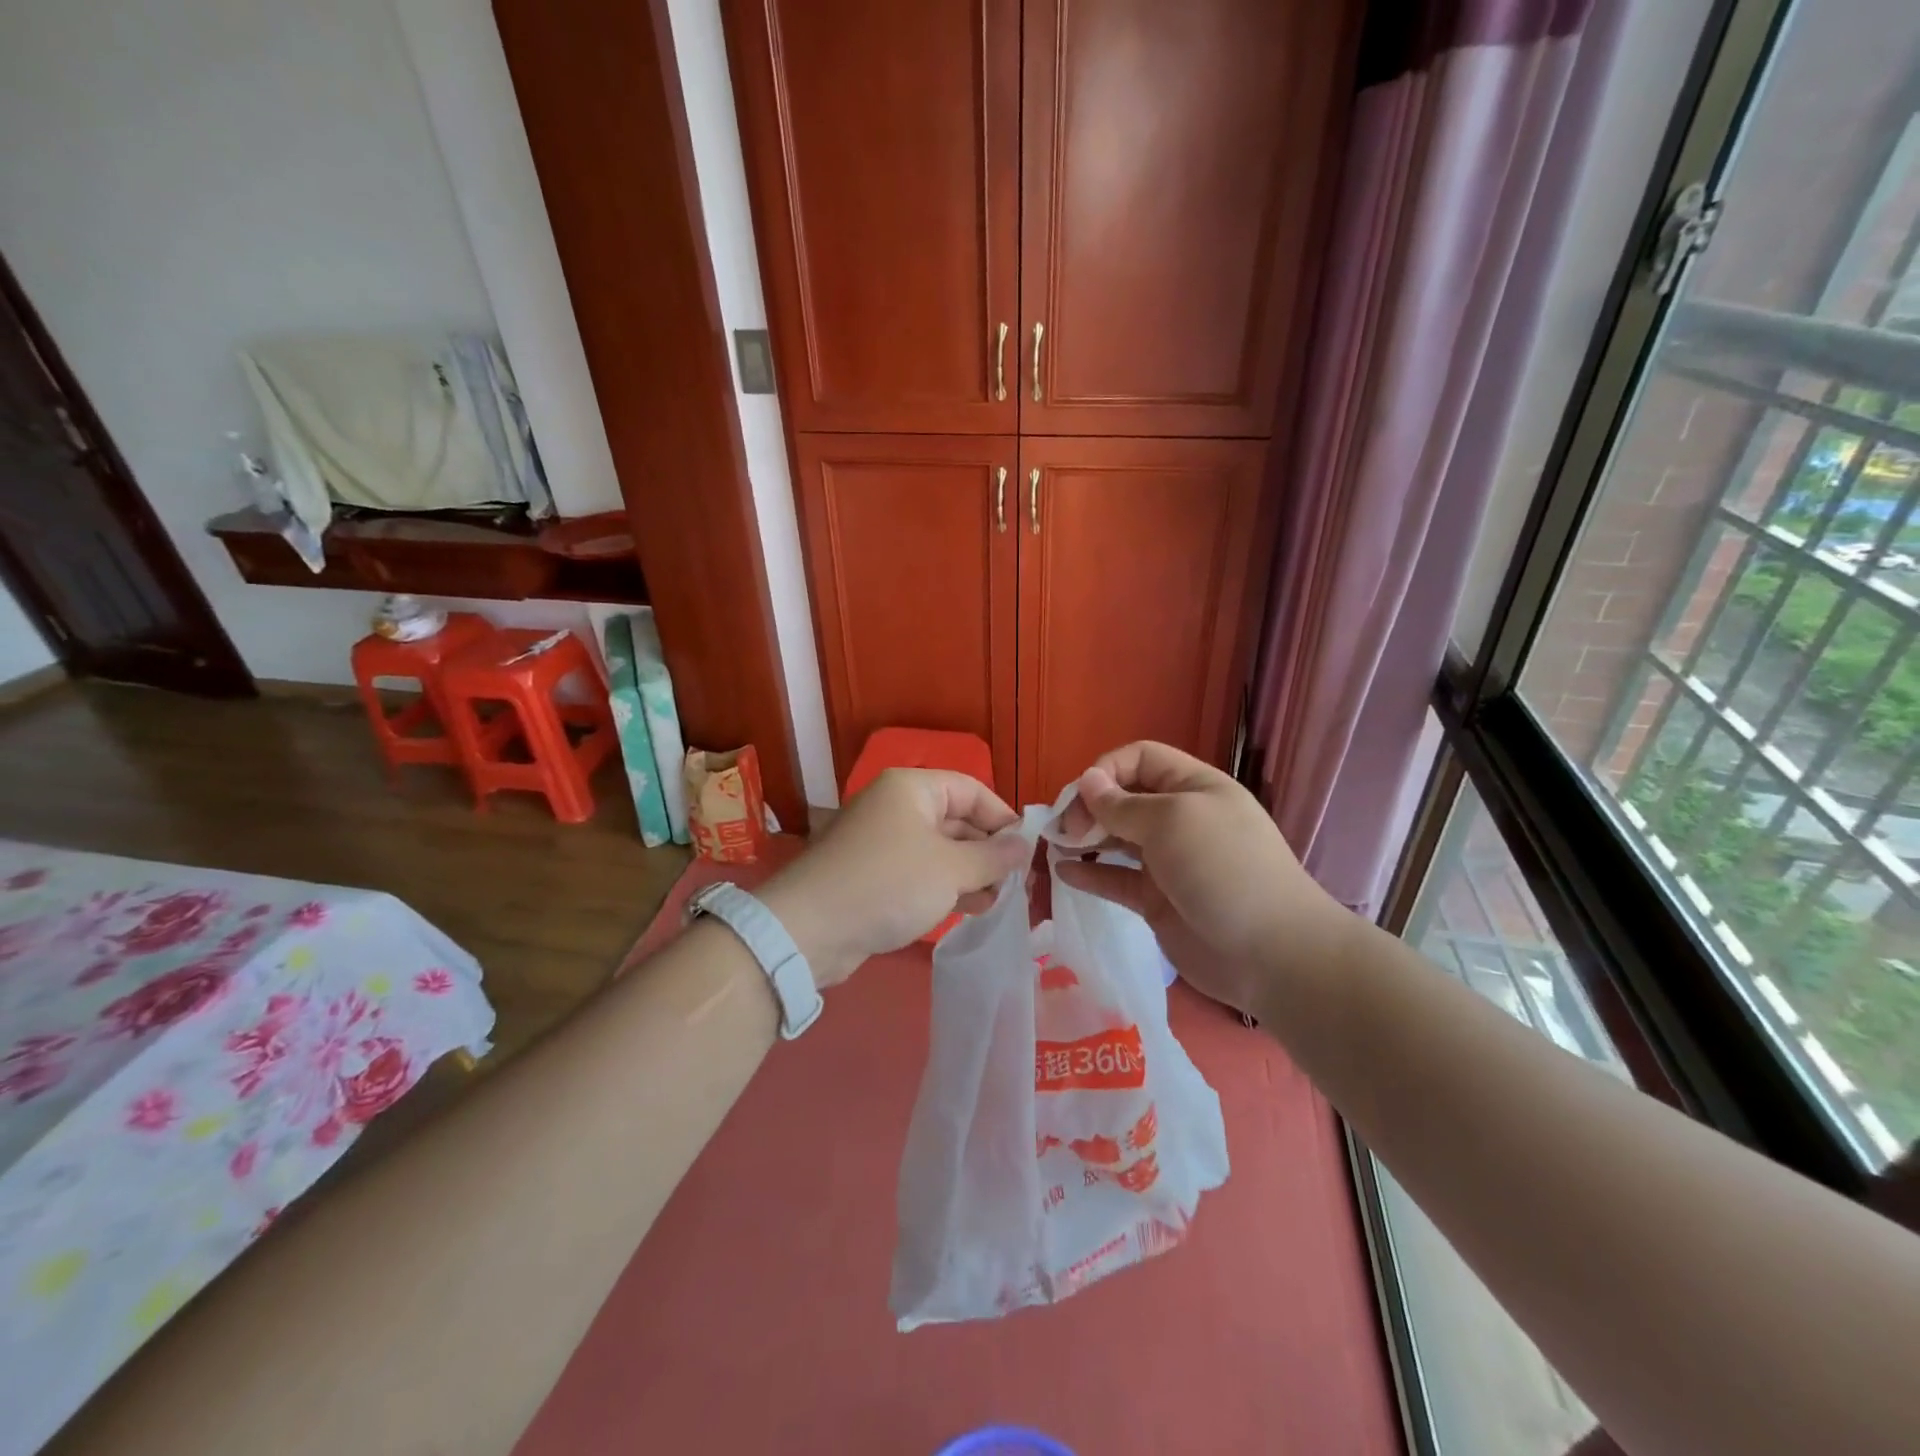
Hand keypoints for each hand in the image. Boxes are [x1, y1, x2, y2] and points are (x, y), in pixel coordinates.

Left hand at [759, 769, 1028, 987]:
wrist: (810, 930)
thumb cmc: (889, 884)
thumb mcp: (951, 869)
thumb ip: (993, 856)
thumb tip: (1023, 845)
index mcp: (912, 788)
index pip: (972, 790)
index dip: (1003, 818)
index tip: (1028, 850)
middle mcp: (896, 807)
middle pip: (956, 819)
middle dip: (988, 850)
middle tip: (1018, 882)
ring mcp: (882, 841)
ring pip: (940, 849)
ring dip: (971, 872)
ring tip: (998, 900)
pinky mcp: (873, 874)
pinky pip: (920, 872)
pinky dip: (946, 885)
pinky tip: (970, 908)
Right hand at [1053, 742, 1352, 1017]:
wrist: (1271, 953)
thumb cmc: (1223, 870)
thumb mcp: (1173, 822)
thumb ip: (1122, 804)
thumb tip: (1087, 781)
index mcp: (1193, 788)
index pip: (1140, 759)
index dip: (1106, 770)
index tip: (1080, 798)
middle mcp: (1180, 819)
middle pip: (1124, 798)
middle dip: (1090, 807)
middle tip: (1064, 830)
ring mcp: (1168, 861)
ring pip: (1116, 840)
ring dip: (1085, 839)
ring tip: (1055, 847)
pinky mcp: (1157, 900)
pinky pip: (1117, 880)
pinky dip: (1091, 874)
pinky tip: (1065, 874)